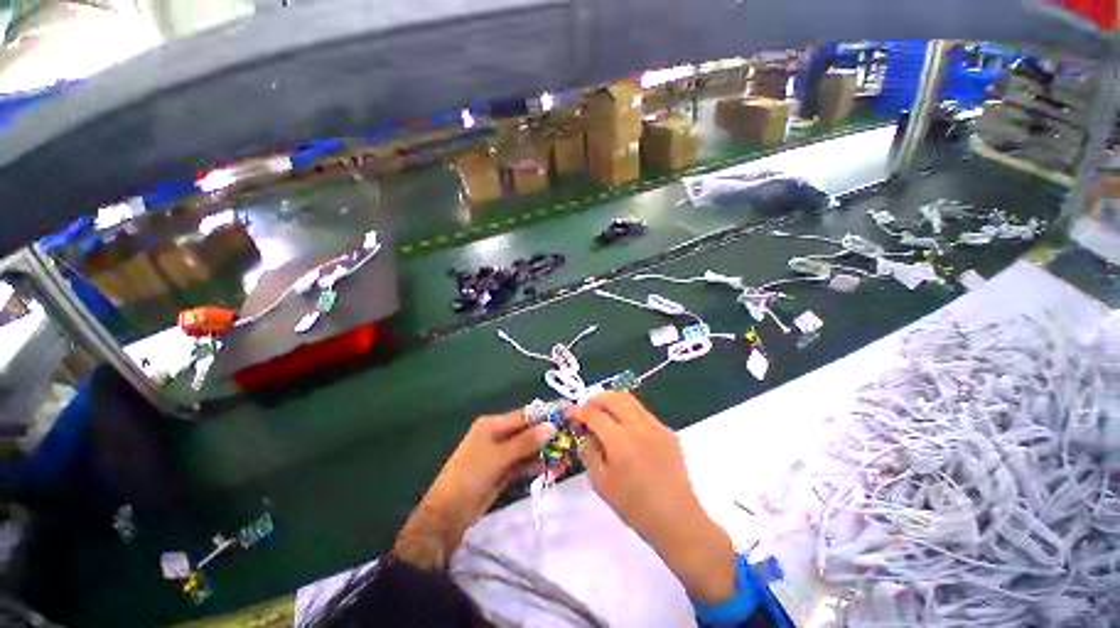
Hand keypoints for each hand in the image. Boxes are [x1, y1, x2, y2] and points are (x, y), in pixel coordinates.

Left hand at [394, 411, 555, 568]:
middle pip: (529, 431)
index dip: (546, 415)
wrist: (448, 515)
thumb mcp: (499, 457)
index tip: (568, 415)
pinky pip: (525, 463)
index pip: (525, 415)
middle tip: (572, 438)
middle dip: (549, 435)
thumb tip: (552, 426)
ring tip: (567, 457)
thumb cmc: (470, 477)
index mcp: (493, 424)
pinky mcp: (504, 470)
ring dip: (546, 452)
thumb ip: (526, 442)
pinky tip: (553, 469)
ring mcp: (502, 454)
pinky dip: (538, 465)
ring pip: (529, 448)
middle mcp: (498, 435)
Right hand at [570, 392, 736, 602]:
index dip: (577, 411)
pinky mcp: (668, 431)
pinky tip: (626, 431)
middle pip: (613, 397)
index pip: (593, 413)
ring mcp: (656, 426)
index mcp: (620, 441)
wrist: (677, 519)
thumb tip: (583, 432)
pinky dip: (629, 412)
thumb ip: (588, 452)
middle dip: (595, 399)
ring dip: (612, 401)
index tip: (569, 414)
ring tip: (604, 414)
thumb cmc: (634, 507)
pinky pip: (643, 412)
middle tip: (586, 410)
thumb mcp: (601, 483)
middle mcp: (638, 426)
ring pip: (630, 399)